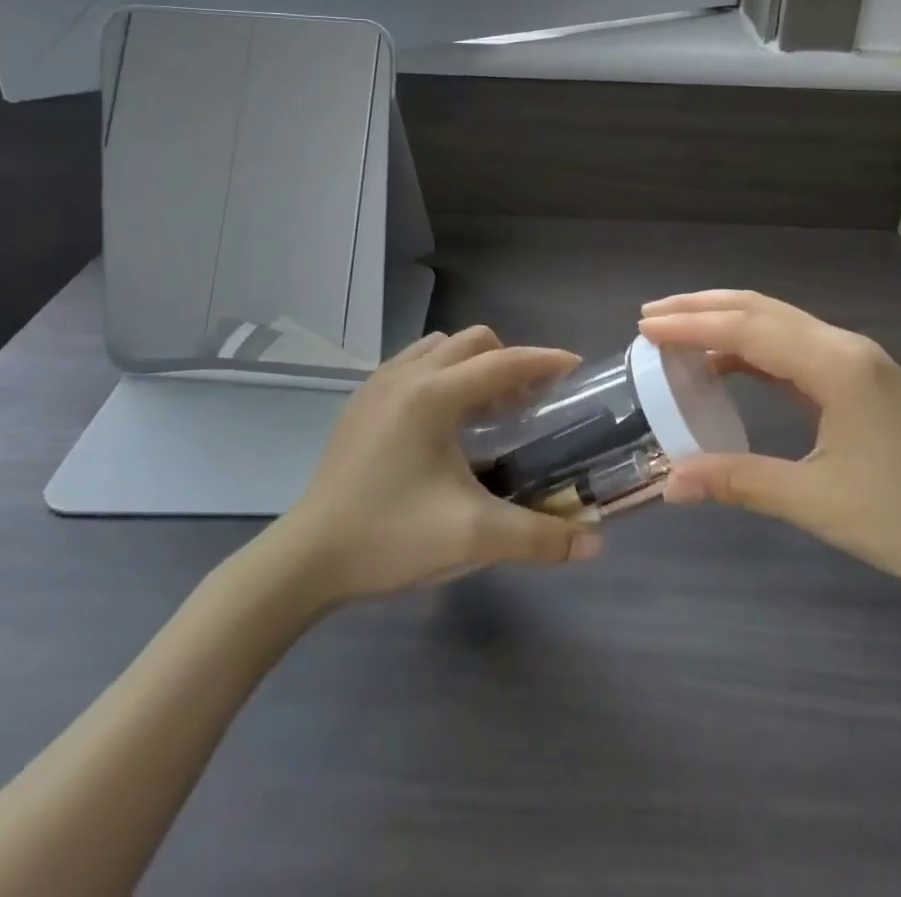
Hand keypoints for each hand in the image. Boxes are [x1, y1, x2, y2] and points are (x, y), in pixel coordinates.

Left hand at [276, 327, 601, 602]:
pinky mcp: (360, 402)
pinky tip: (443, 424)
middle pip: (473, 341)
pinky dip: (442, 374)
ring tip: (486, 410)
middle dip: (508, 360)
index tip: (576, 369)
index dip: (544, 362)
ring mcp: (377, 384)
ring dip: (472, 364)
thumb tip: (594, 545)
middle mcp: (406, 375)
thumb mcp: (471, 538)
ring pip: (439, 347)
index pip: (503, 362)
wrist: (306, 559)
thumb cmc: (390, 537)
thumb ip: (538, 538)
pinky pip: (414, 364)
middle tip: (528, 402)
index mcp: (433, 395)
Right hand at [639, 291, 900, 612]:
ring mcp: (858, 362)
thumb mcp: (817, 502)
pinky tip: (729, 365)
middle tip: (651, 316)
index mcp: (836, 365)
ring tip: (678, 333)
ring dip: (728, 323)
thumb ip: (739, 482)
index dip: (692, 324)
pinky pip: (796, 350)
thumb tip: (669, 485)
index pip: (748, 327)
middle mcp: (845, 348)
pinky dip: (754, 349)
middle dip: (703, 308)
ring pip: (780, 325)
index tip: (644, 326)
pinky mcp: (863, 383)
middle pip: (762, 310)